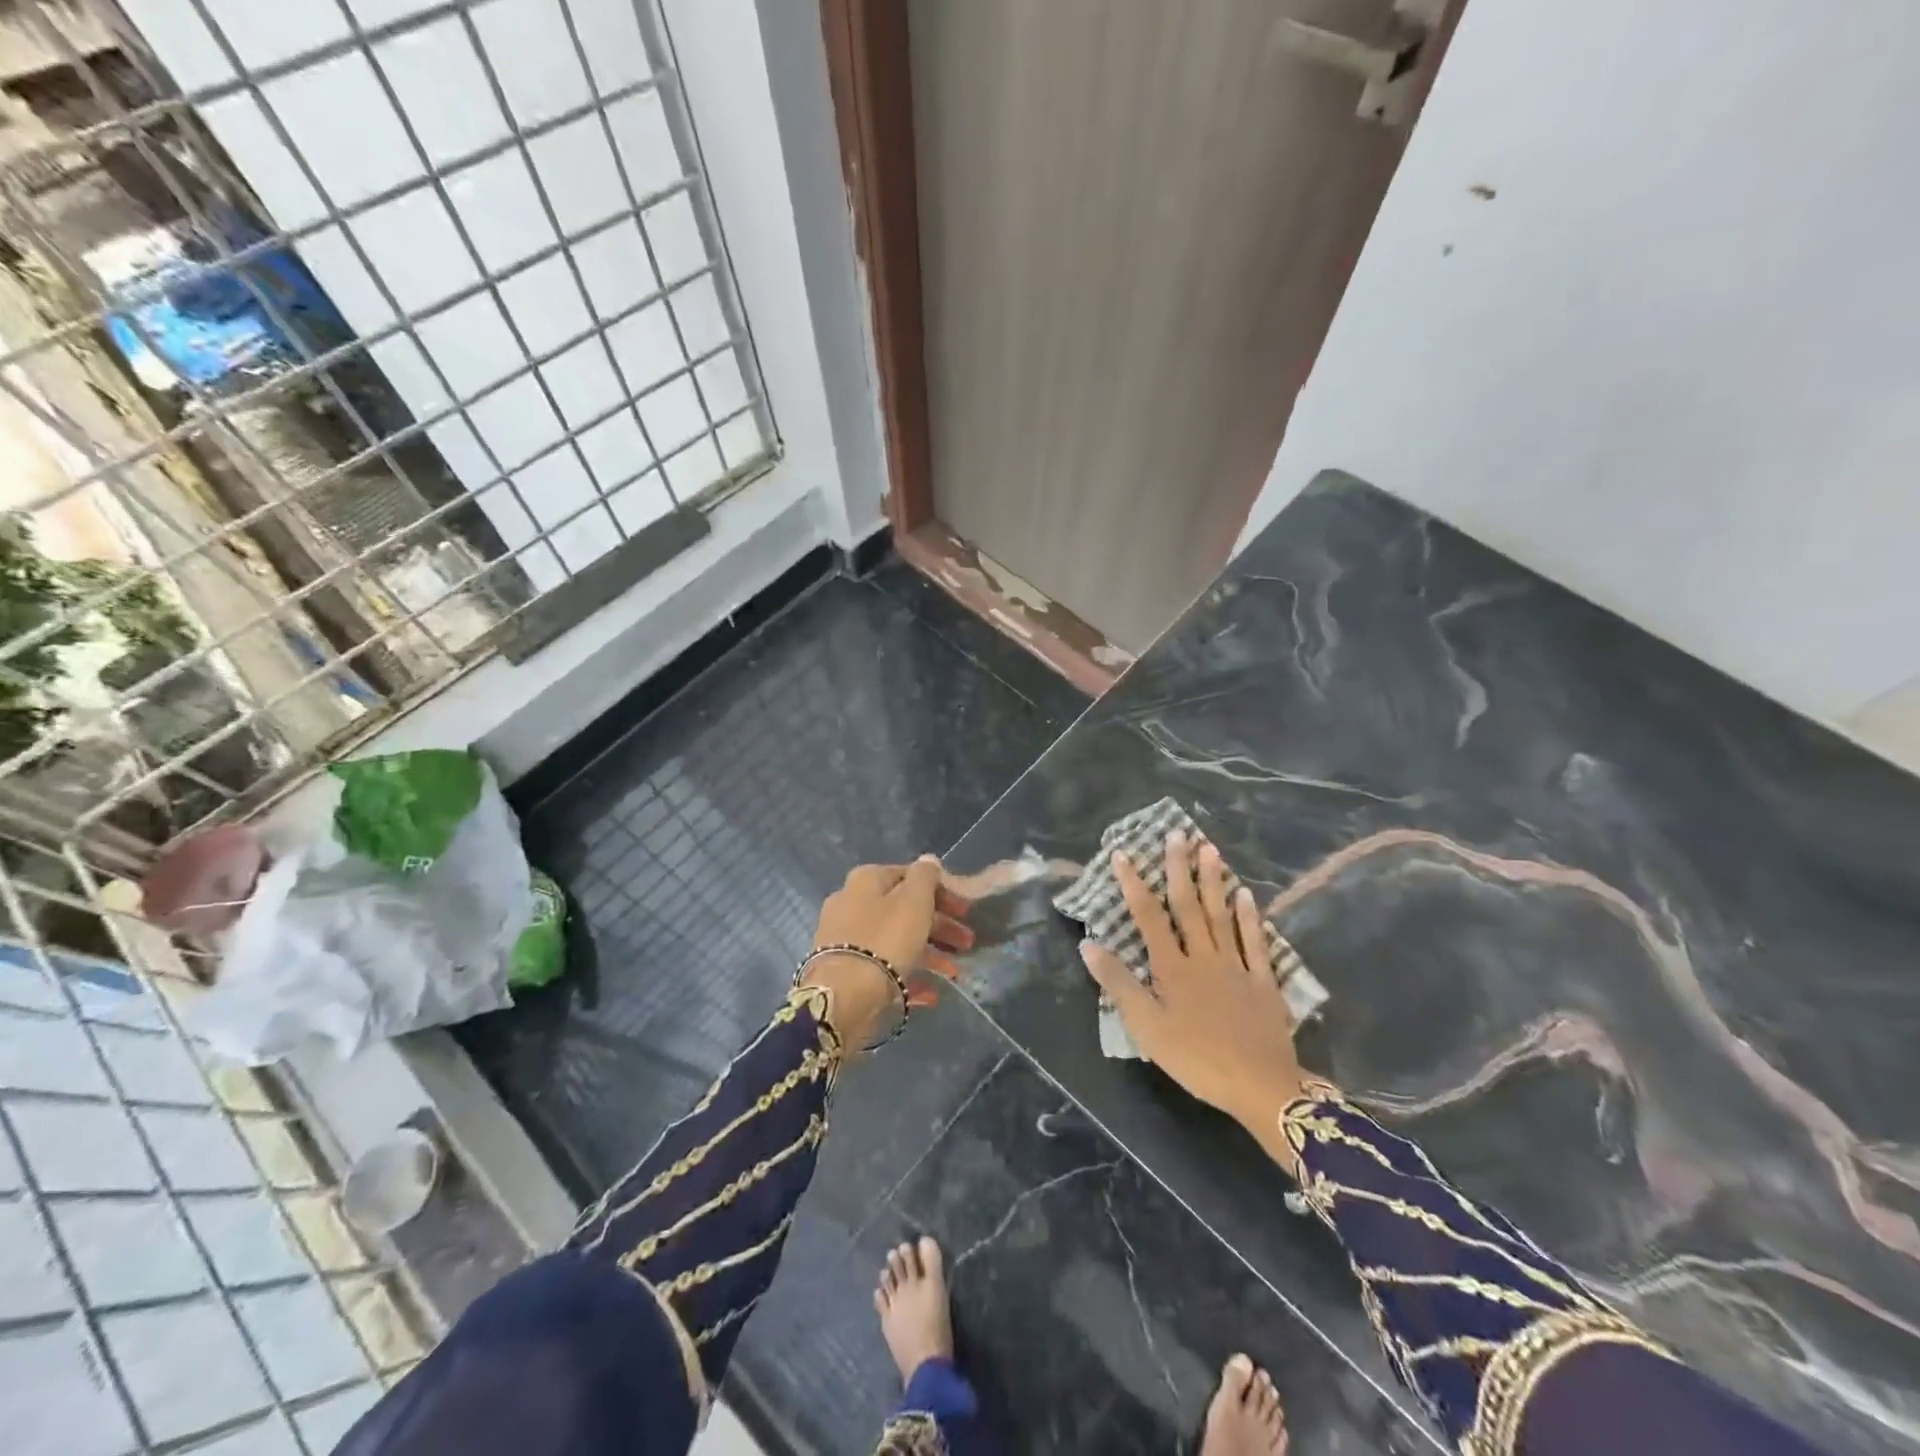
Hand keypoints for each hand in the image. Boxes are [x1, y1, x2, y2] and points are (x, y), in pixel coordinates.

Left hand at [805, 857, 972, 1048]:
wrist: (844, 996)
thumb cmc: (886, 939)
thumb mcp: (914, 900)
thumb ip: (925, 876)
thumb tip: (928, 860)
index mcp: (866, 880)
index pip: (910, 876)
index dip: (942, 891)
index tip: (965, 910)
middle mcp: (851, 903)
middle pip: (904, 910)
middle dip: (940, 926)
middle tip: (966, 943)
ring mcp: (845, 938)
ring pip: (895, 940)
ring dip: (929, 953)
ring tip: (954, 973)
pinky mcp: (845, 970)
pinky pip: (884, 968)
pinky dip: (908, 975)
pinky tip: (931, 993)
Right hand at [1080, 832, 1313, 1166]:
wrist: (1260, 1086)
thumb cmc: (1196, 1059)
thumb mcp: (1147, 1028)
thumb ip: (1119, 985)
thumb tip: (1089, 944)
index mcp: (1172, 968)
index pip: (1148, 917)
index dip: (1134, 884)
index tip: (1124, 854)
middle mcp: (1203, 957)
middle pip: (1189, 906)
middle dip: (1179, 869)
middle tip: (1177, 834)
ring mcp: (1236, 966)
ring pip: (1222, 915)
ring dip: (1213, 881)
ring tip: (1209, 848)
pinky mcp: (1263, 981)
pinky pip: (1255, 942)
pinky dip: (1249, 916)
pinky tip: (1246, 894)